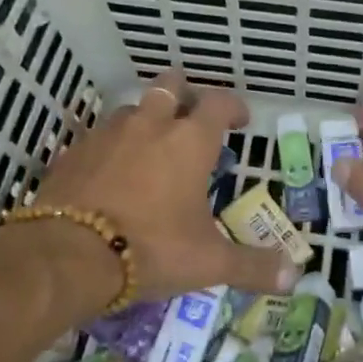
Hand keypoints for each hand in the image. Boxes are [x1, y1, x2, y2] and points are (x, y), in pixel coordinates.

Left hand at [34, 70, 295, 304]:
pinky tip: (112, 173)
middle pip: (171, 85)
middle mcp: (151, 124)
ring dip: (146, 120)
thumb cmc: (152, 248)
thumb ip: (252, 266)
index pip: (219, 102)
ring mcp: (108, 133)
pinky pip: (100, 136)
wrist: (69, 254)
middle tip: (192, 118)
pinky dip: (112, 146)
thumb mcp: (209, 262)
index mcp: (190, 141)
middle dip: (185, 94)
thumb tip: (293, 276)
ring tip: (151, 148)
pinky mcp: (75, 150)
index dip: (233, 107)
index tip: (239, 122)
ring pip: (133, 109)